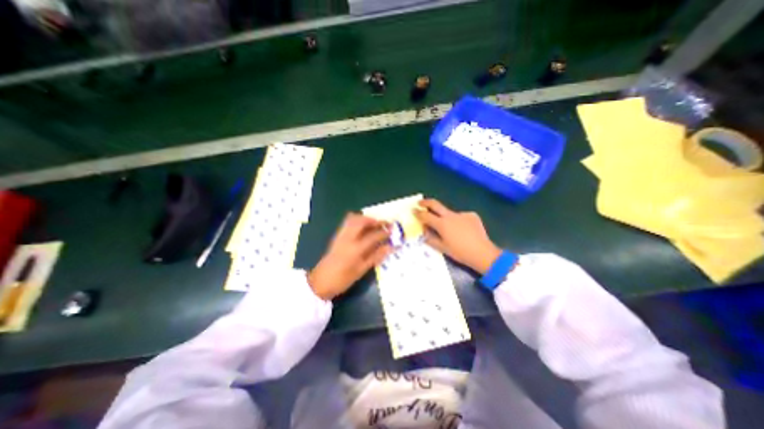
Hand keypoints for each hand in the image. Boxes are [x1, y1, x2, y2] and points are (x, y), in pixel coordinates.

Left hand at [306, 213, 389, 298]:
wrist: (320, 282)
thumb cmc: (342, 280)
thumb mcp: (361, 271)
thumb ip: (376, 257)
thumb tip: (390, 247)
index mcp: (355, 249)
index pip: (374, 235)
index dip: (385, 232)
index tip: (393, 230)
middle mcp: (348, 238)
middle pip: (362, 221)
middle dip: (375, 220)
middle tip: (384, 224)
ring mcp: (340, 235)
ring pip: (353, 219)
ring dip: (365, 219)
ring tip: (374, 225)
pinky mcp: (336, 236)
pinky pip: (347, 223)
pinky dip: (357, 221)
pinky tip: (363, 229)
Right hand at [415, 198, 505, 274]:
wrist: (483, 253)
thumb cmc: (460, 253)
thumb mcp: (442, 248)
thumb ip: (431, 238)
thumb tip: (424, 231)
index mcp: (442, 224)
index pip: (426, 215)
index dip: (418, 213)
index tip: (413, 210)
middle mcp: (450, 216)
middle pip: (435, 204)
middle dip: (426, 202)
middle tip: (420, 203)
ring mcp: (462, 214)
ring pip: (449, 213)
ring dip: (446, 218)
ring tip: (452, 231)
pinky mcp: (471, 215)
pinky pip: (461, 216)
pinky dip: (459, 222)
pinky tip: (464, 231)